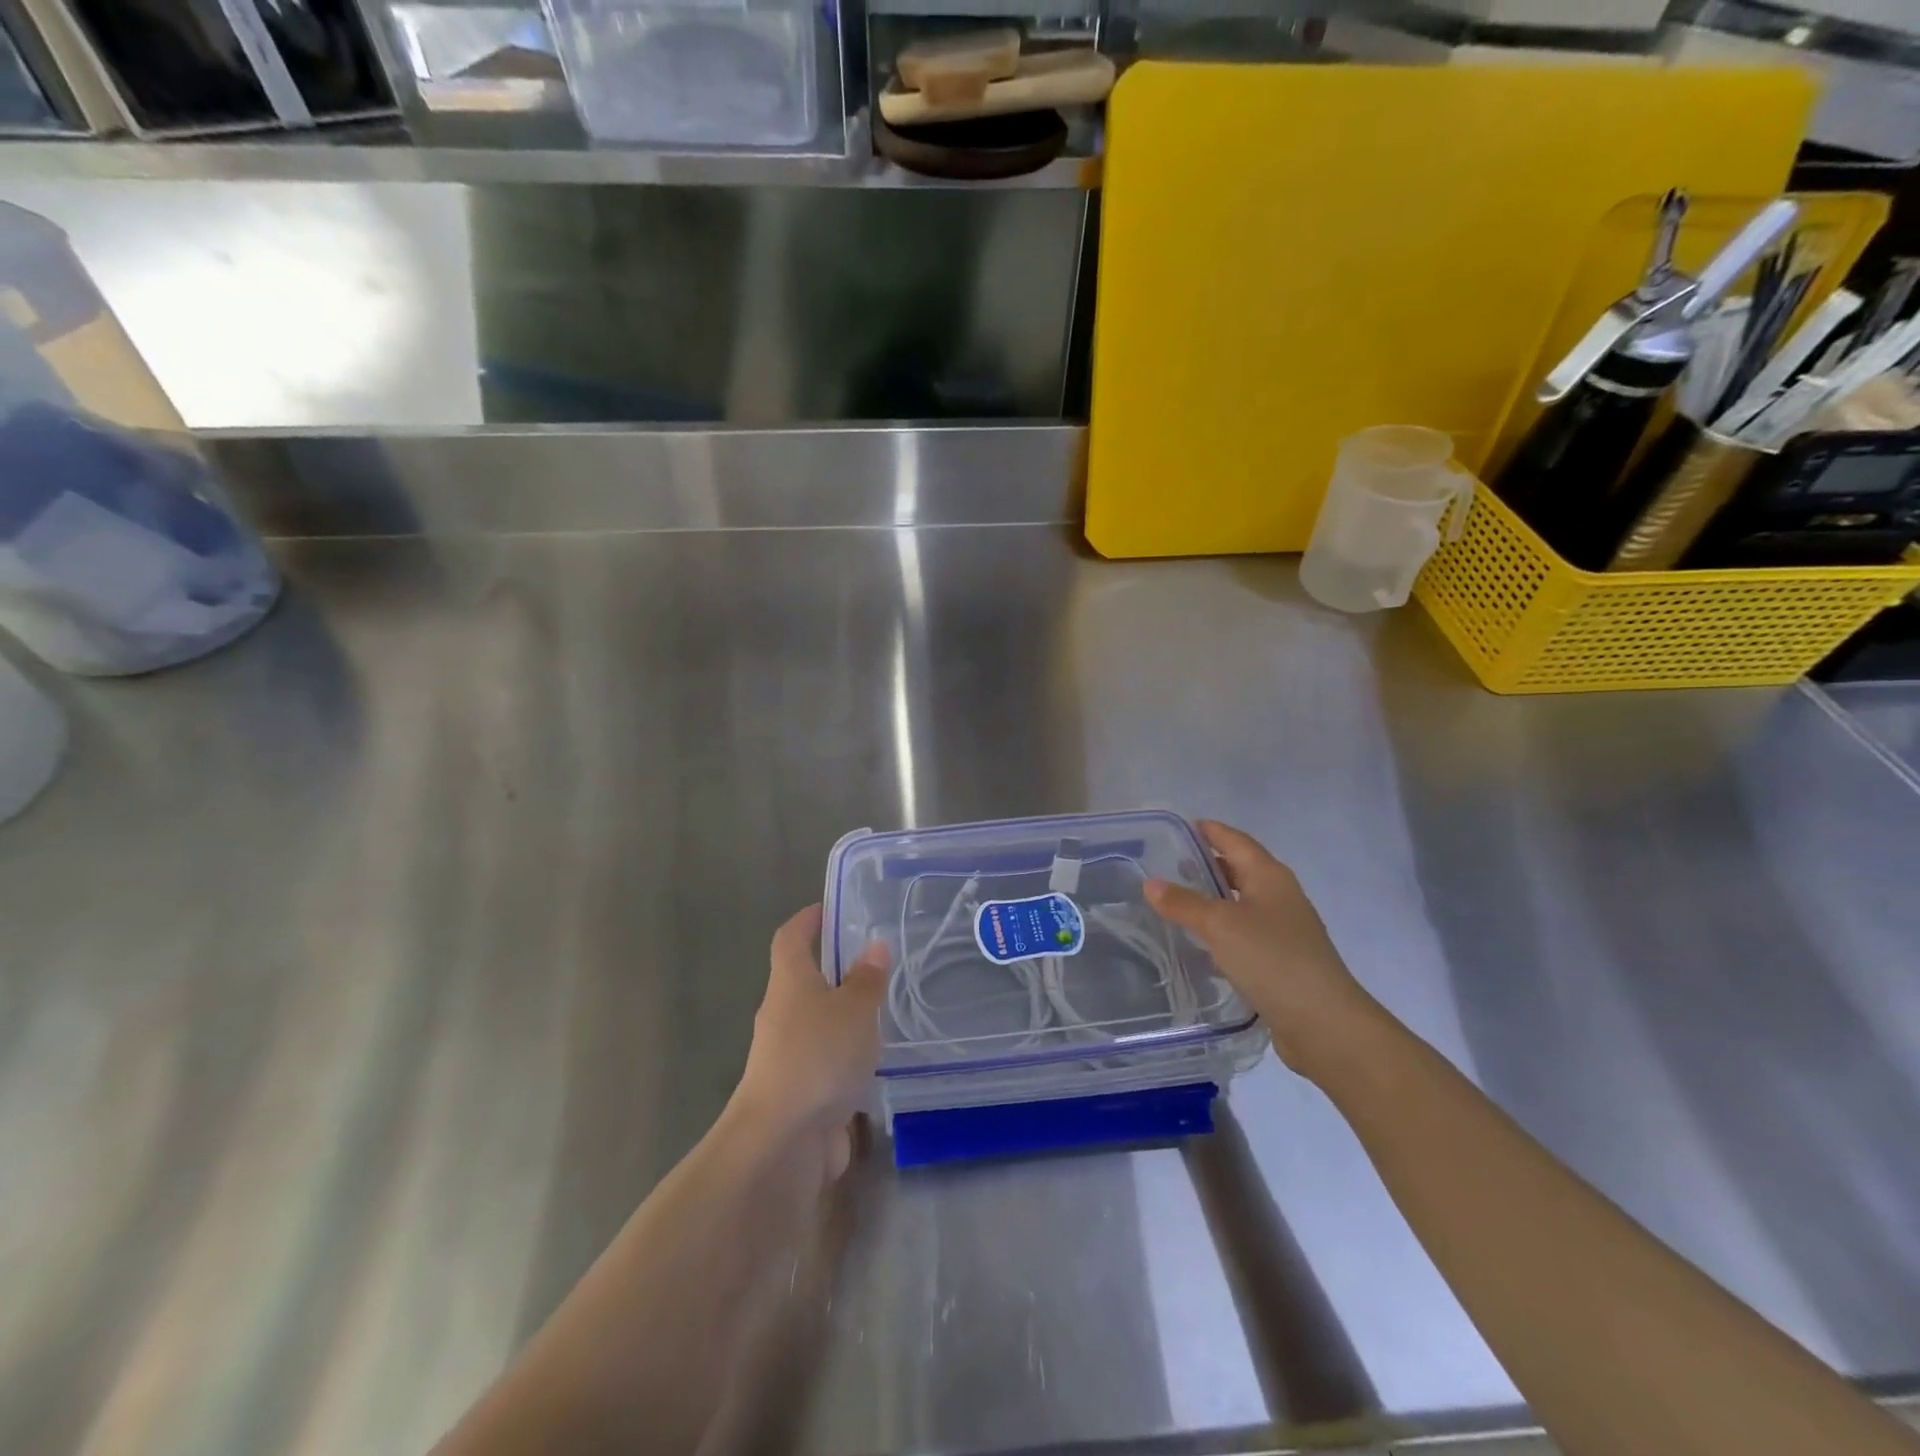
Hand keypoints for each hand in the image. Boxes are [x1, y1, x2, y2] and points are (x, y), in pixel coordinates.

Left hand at [731, 904, 888, 1180]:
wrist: (782, 1143)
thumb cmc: (817, 1058)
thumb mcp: (854, 1010)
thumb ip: (867, 980)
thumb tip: (874, 945)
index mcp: (789, 984)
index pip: (791, 938)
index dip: (807, 920)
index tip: (830, 908)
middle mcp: (784, 1015)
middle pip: (806, 982)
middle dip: (837, 970)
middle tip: (878, 962)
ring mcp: (790, 1057)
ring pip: (820, 1025)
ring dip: (847, 1018)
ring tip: (889, 1010)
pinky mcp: (802, 1093)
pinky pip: (829, 1063)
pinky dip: (850, 1058)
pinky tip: (881, 1062)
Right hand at [1146, 821, 1378, 1078]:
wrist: (1324, 1024)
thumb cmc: (1272, 959)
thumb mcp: (1220, 926)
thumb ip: (1184, 903)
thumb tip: (1150, 883)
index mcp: (1270, 877)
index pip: (1236, 841)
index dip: (1210, 831)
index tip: (1180, 826)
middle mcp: (1279, 897)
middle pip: (1240, 871)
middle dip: (1208, 865)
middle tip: (1169, 865)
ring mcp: (1283, 931)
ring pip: (1241, 905)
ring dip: (1213, 901)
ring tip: (1177, 903)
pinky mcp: (1281, 962)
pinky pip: (1244, 936)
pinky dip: (1221, 934)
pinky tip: (1199, 947)